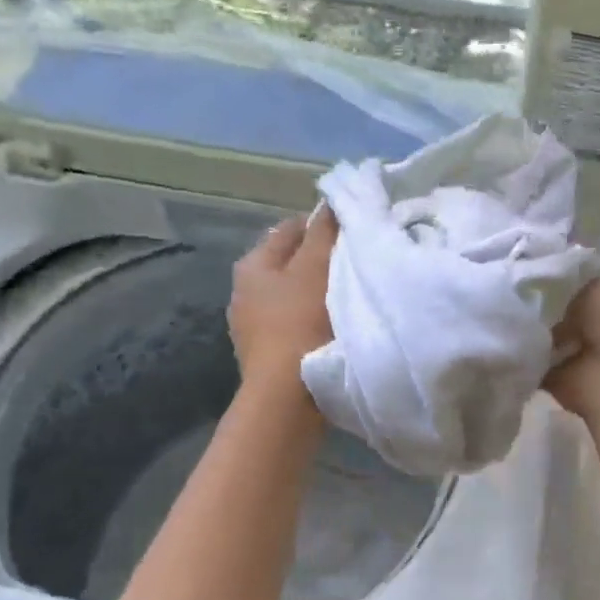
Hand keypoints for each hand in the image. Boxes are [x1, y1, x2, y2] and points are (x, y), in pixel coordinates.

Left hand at [230, 209, 337, 395]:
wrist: (287, 396)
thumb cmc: (301, 322)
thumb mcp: (316, 268)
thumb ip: (323, 232)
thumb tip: (330, 202)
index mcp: (252, 265)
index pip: (289, 229)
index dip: (320, 225)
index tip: (351, 232)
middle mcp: (244, 292)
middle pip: (290, 263)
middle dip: (319, 260)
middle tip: (355, 262)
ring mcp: (253, 327)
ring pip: (293, 296)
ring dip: (318, 292)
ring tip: (350, 295)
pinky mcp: (268, 355)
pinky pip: (295, 324)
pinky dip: (313, 320)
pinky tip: (336, 327)